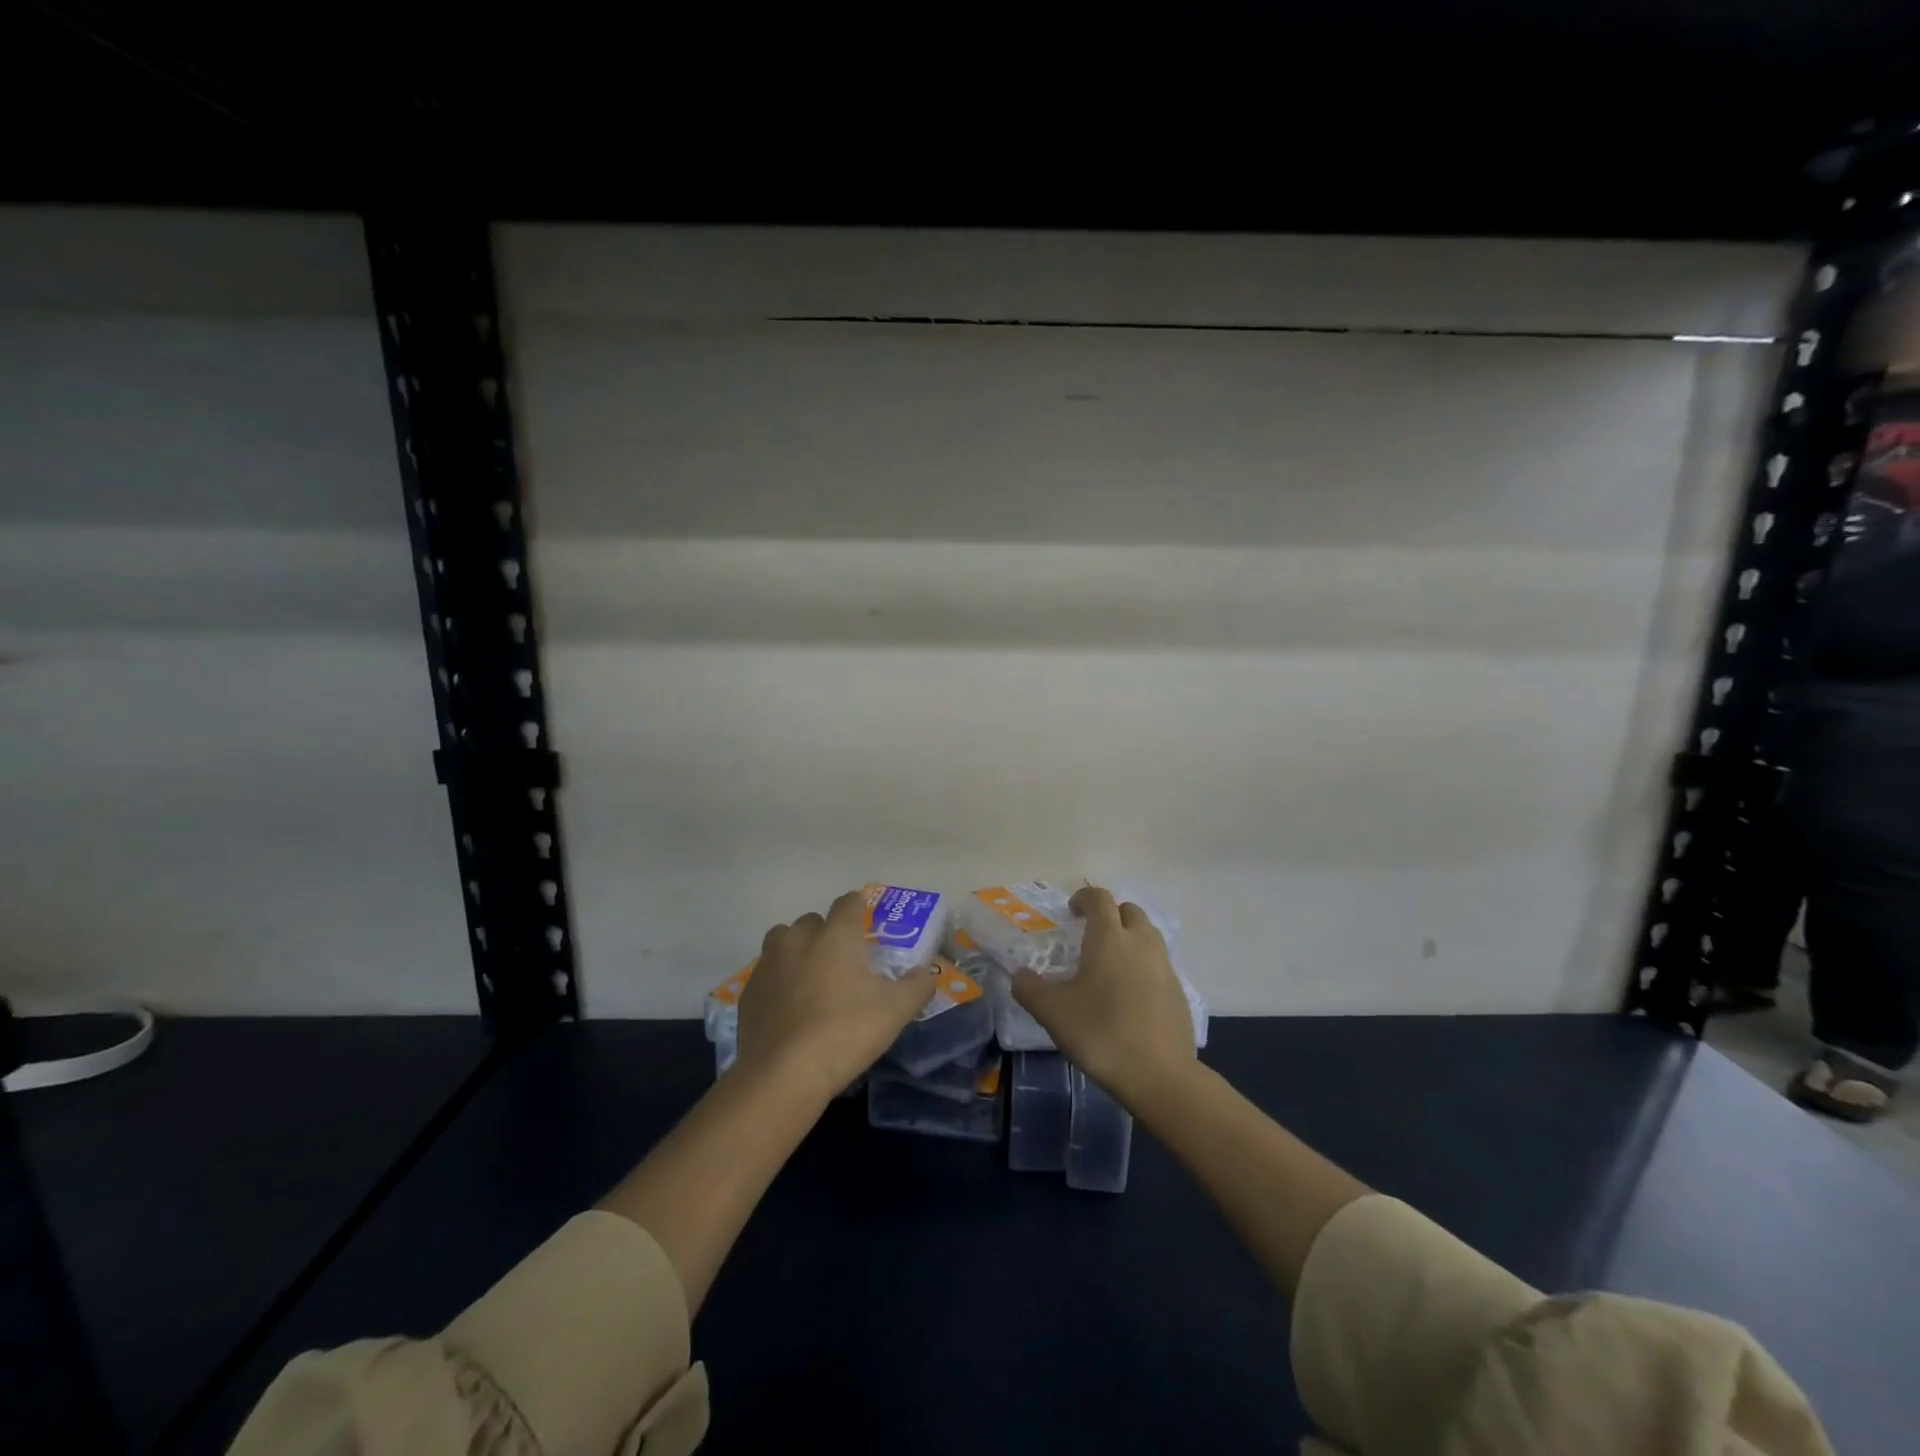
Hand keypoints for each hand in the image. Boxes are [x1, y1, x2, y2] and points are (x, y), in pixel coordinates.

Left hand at [736, 890, 936, 1099]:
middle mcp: (799, 937)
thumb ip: (918, 985)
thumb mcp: (896, 1011)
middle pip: (815, 922)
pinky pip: (768, 973)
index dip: (860, 910)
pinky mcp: (749, 990)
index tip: (868, 929)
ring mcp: (769, 962)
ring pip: (785, 942)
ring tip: (813, 984)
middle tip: (844, 966)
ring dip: (799, 953)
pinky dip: (780, 982)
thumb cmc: (846, 1031)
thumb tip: (928, 973)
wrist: (784, 1074)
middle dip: (829, 936)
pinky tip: (790, 1010)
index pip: (849, 901)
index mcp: (836, 933)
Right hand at [1012, 886, 1194, 1106]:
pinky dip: (1143, 966)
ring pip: (1148, 936)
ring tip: (1110, 964)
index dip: (1084, 898)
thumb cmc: (1101, 1033)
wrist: (1159, 1075)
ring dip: (1129, 938)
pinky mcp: (1179, 991)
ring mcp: (1165, 966)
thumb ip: (1030, 989)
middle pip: (1129, 911)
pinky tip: (1129, 994)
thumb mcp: (1052, 1012)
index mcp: (1109, 937)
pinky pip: (1158, 964)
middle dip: (1110, 915)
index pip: (1099, 898)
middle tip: (1091, 936)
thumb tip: (1020, 975)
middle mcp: (1141, 942)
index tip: (1071, 912)